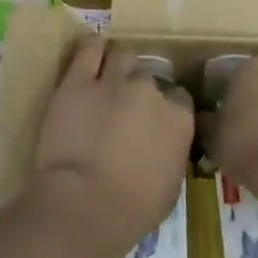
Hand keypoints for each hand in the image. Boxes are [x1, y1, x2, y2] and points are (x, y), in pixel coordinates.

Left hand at [34, 37, 193, 250]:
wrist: (84, 205)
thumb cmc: (132, 209)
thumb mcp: (170, 185)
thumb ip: (171, 152)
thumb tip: (165, 143)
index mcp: (178, 118)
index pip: (179, 98)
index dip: (166, 108)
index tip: (154, 120)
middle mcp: (150, 90)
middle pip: (148, 77)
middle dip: (139, 90)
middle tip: (125, 108)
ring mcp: (113, 80)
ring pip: (123, 55)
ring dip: (119, 66)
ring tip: (109, 77)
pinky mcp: (78, 80)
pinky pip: (88, 49)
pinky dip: (92, 48)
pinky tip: (92, 51)